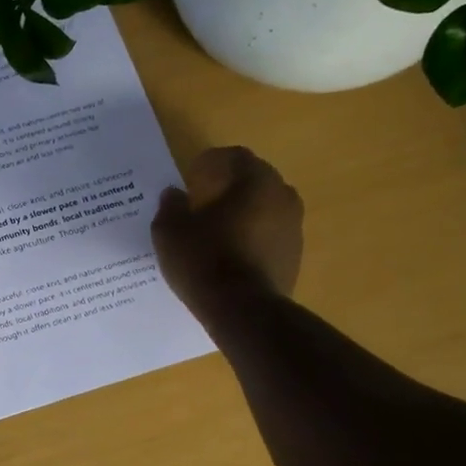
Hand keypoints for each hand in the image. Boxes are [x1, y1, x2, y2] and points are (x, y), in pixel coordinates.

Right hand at [151, 146, 303, 319]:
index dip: (211, 161)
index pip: (236, 156)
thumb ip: (171, 206)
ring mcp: (294, 228)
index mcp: (255, 181)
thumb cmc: (203, 260)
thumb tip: (173, 193)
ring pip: (266, 208)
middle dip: (230, 185)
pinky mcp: (294, 256)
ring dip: (243, 211)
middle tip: (203, 199)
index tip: (192, 176)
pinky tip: (230, 252)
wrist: (242, 310)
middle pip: (255, 180)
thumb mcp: (170, 231)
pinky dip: (252, 236)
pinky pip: (270, 235)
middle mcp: (283, 197)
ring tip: (217, 228)